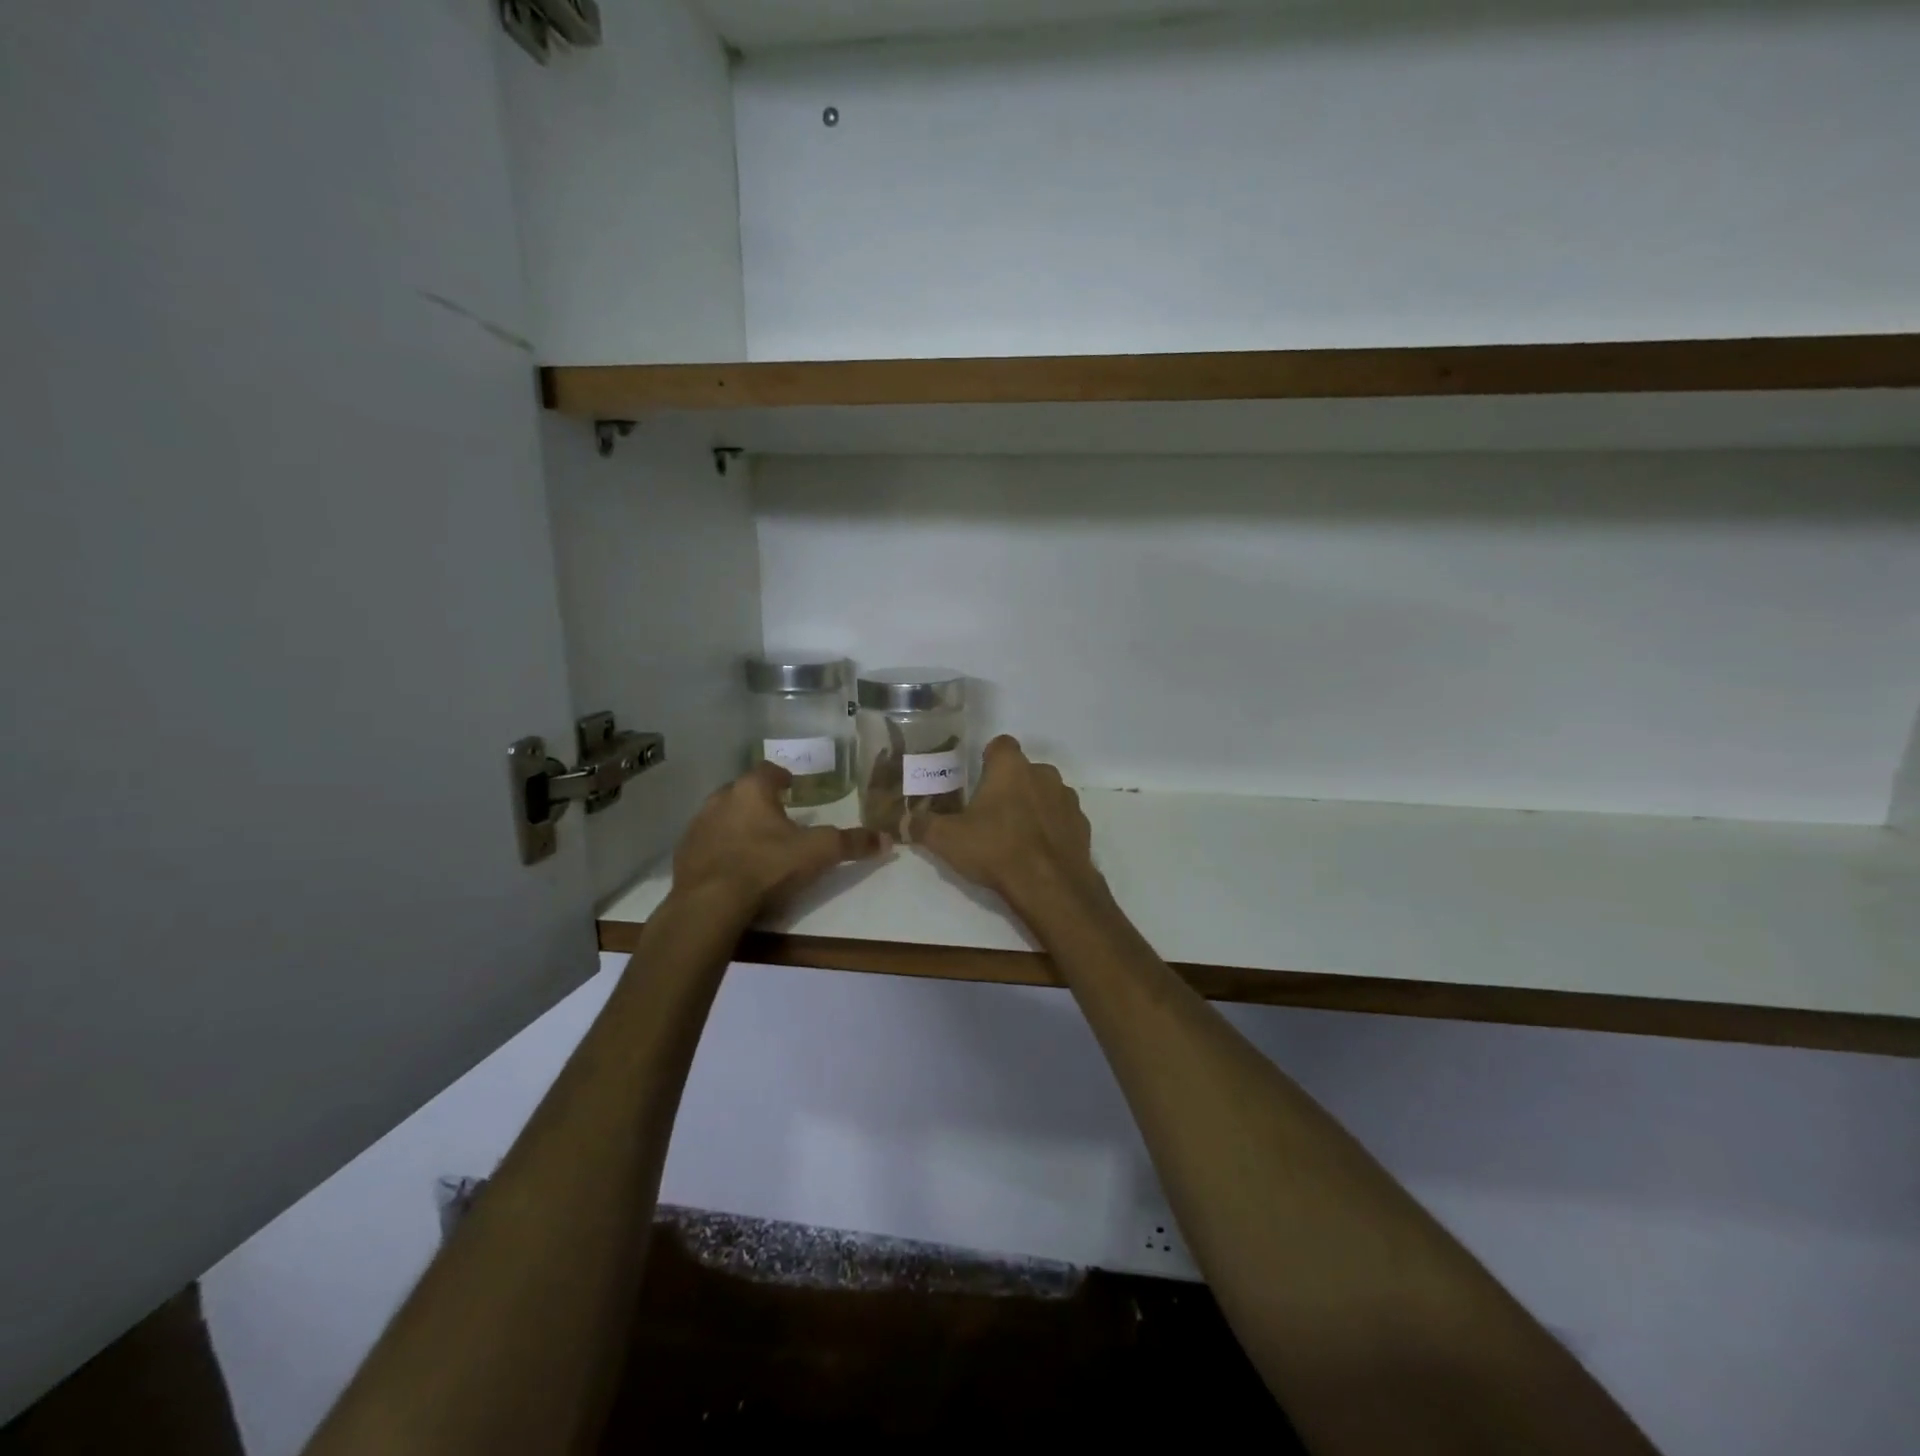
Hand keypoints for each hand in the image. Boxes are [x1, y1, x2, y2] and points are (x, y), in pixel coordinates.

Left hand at [672, 763, 888, 913]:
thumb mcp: (818, 853)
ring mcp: (697, 827)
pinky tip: (732, 867)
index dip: (781, 777)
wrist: (710, 904)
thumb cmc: (767, 866)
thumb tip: (887, 839)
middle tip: (776, 816)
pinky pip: (706, 844)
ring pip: (721, 817)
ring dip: (736, 824)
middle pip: (741, 792)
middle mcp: (720, 800)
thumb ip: (851, 843)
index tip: (791, 786)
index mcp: (751, 791)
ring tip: (755, 843)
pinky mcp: (683, 855)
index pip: (767, 770)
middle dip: (758, 801)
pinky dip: (719, 849)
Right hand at [915, 737, 1105, 917]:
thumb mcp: (946, 839)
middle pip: (1023, 770)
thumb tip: (897, 822)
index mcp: (1011, 767)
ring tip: (1013, 835)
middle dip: (1008, 786)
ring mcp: (1067, 799)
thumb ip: (920, 825)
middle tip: (989, 813)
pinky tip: (1036, 851)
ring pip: (1045, 793)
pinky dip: (1050, 828)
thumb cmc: (996, 849)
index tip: (976, 779)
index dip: (988, 758)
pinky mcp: (1082, 825)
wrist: (1051, 886)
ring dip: (1032, 806)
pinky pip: (1061, 819)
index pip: (1000, 744)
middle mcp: (1043, 773)